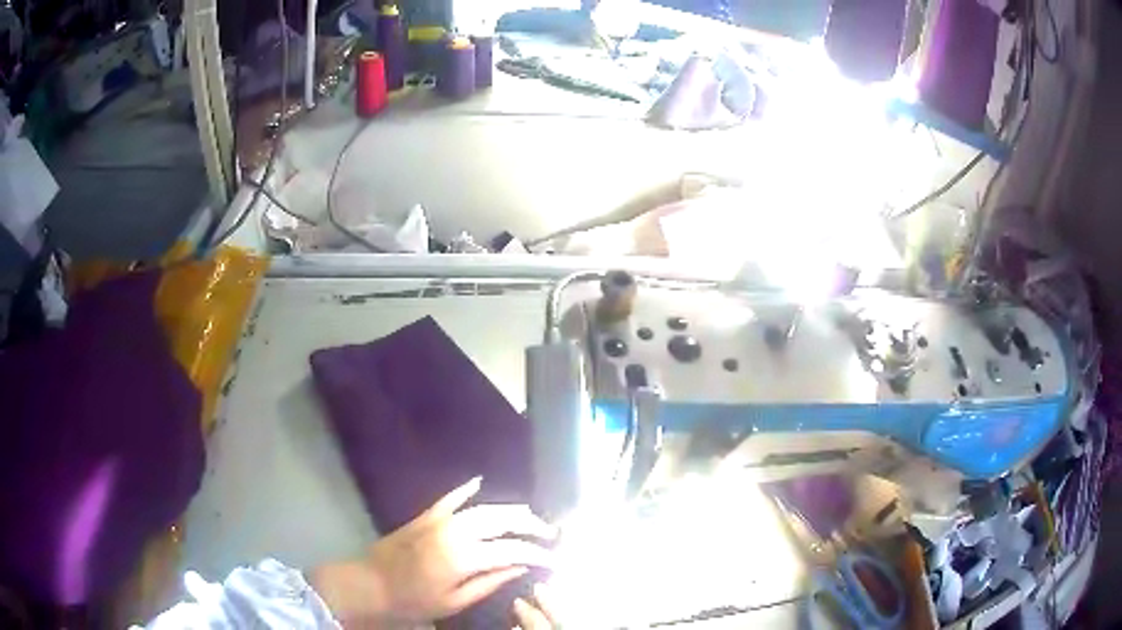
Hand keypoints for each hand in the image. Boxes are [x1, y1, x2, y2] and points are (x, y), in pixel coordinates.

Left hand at [313, 478, 554, 627]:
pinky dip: (466, 489)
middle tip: (549, 533)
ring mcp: (439, 520)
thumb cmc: (413, 600)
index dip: (537, 553)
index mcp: (464, 557)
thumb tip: (519, 567)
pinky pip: (450, 498)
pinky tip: (480, 482)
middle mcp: (455, 531)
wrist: (370, 583)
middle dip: (529, 524)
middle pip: (501, 519)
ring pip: (482, 507)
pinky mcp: (425, 516)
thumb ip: (489, 582)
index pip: (512, 549)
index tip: (555, 558)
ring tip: (528, 517)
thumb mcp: (454, 601)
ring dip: (508, 509)